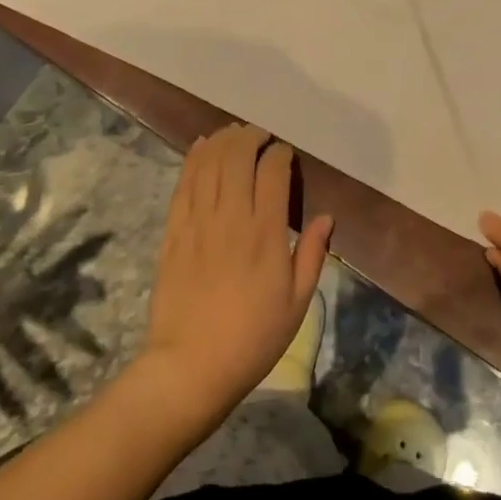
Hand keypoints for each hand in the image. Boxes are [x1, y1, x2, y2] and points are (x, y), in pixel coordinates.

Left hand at [137, 124, 332, 426]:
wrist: (190, 367)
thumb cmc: (252, 338)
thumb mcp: (297, 303)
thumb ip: (311, 254)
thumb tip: (326, 217)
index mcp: (265, 233)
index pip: (273, 172)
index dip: (280, 153)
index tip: (285, 153)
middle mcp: (231, 217)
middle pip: (237, 157)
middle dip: (250, 137)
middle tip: (260, 135)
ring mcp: (198, 222)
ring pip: (209, 163)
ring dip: (223, 141)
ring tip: (234, 133)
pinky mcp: (174, 231)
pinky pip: (184, 183)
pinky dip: (193, 159)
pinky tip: (201, 146)